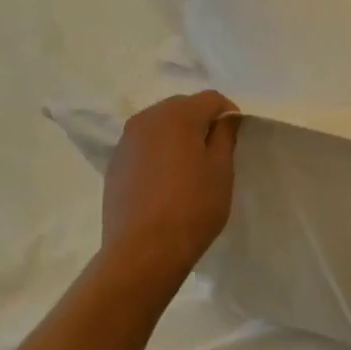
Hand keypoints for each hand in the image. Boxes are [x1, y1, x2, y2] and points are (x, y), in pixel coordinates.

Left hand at [101, 91, 240, 283]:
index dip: (228, 113)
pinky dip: (158, 152)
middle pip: (182, 107)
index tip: (236, 138)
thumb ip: (225, 135)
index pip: (211, 98)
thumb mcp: (221, 170)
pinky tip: (166, 181)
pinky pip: (144, 146)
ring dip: (178, 136)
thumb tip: (225, 118)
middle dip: (201, 121)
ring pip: (160, 125)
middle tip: (215, 151)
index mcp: (177, 115)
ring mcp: (126, 141)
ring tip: (189, 167)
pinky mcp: (115, 164)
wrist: (143, 251)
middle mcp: (147, 119)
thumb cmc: (192, 207)